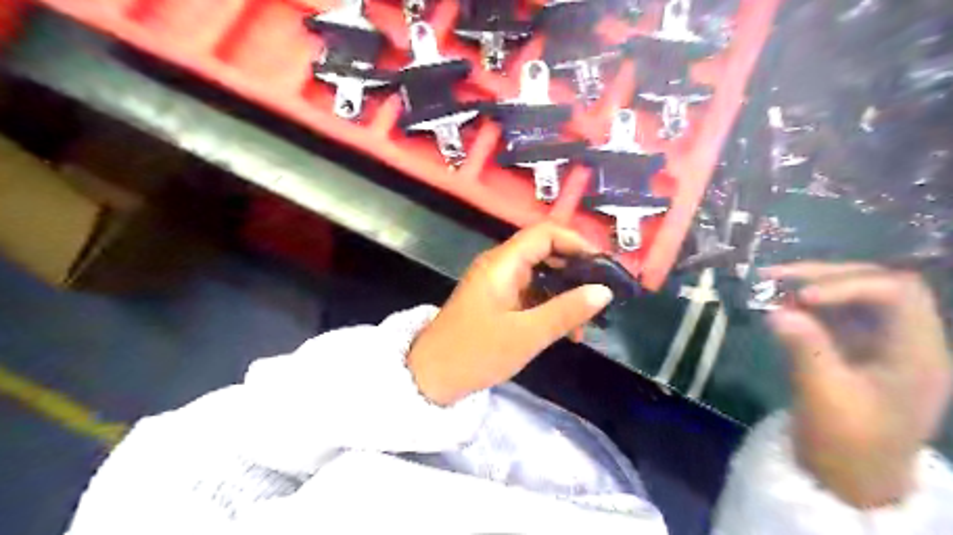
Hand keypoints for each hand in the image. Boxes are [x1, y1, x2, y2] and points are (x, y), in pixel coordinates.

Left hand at [406, 221, 614, 405]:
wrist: (431, 377)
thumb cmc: (476, 353)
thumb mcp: (526, 335)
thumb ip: (566, 311)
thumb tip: (604, 291)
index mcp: (502, 264)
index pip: (545, 234)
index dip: (576, 243)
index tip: (602, 266)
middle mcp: (500, 266)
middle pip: (544, 251)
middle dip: (575, 269)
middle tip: (602, 292)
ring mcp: (497, 283)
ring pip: (540, 275)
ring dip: (565, 293)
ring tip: (587, 320)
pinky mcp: (497, 301)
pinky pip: (530, 293)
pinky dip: (550, 305)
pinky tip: (566, 330)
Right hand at [764, 266, 952, 506]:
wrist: (851, 477)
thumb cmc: (847, 444)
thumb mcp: (824, 398)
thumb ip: (805, 350)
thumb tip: (775, 311)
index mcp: (918, 354)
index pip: (897, 293)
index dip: (848, 284)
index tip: (800, 296)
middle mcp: (909, 340)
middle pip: (878, 285)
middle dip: (826, 275)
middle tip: (775, 277)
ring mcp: (884, 342)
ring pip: (856, 294)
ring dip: (814, 284)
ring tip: (770, 284)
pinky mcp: (860, 348)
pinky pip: (838, 312)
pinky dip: (808, 303)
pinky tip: (780, 304)